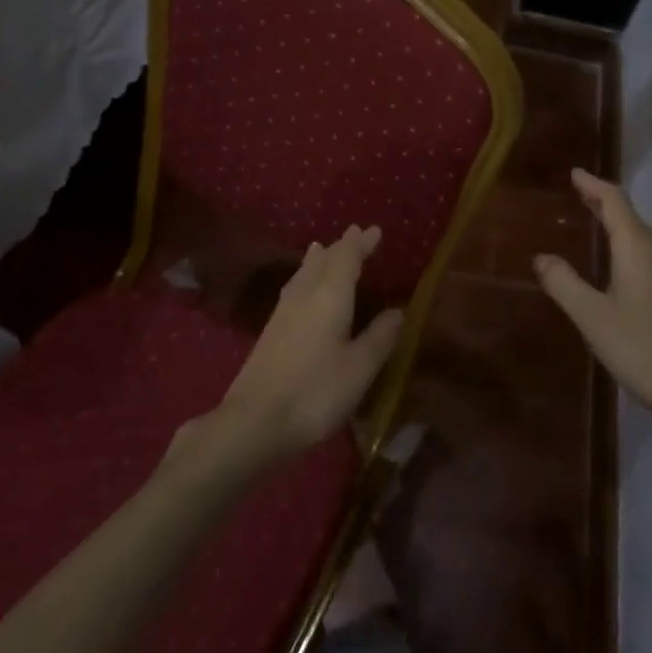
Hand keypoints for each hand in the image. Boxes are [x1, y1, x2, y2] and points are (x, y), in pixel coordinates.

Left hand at [193, 225, 403, 471]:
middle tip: (356, 234)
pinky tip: (301, 288)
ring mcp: (283, 312)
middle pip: (324, 261)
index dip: (361, 244)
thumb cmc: (315, 392)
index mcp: (330, 295)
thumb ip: (380, 337)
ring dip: (319, 259)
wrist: (253, 422)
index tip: (375, 230)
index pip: (347, 258)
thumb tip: (398, 310)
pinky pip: (293, 287)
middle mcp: (305, 294)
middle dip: (341, 247)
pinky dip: (305, 276)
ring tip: (322, 248)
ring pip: (304, 273)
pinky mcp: (271, 331)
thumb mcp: (359, 368)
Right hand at [535, 170, 651, 442]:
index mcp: (638, 248)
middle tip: (581, 195)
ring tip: (600, 224)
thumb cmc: (644, 350)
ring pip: (646, 236)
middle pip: (632, 215)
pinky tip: (627, 266)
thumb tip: (542, 256)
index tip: (574, 173)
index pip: (615, 201)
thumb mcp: (593, 318)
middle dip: (605, 202)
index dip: (593, 184)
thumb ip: (564, 284)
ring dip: (621, 224)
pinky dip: (633, 244)